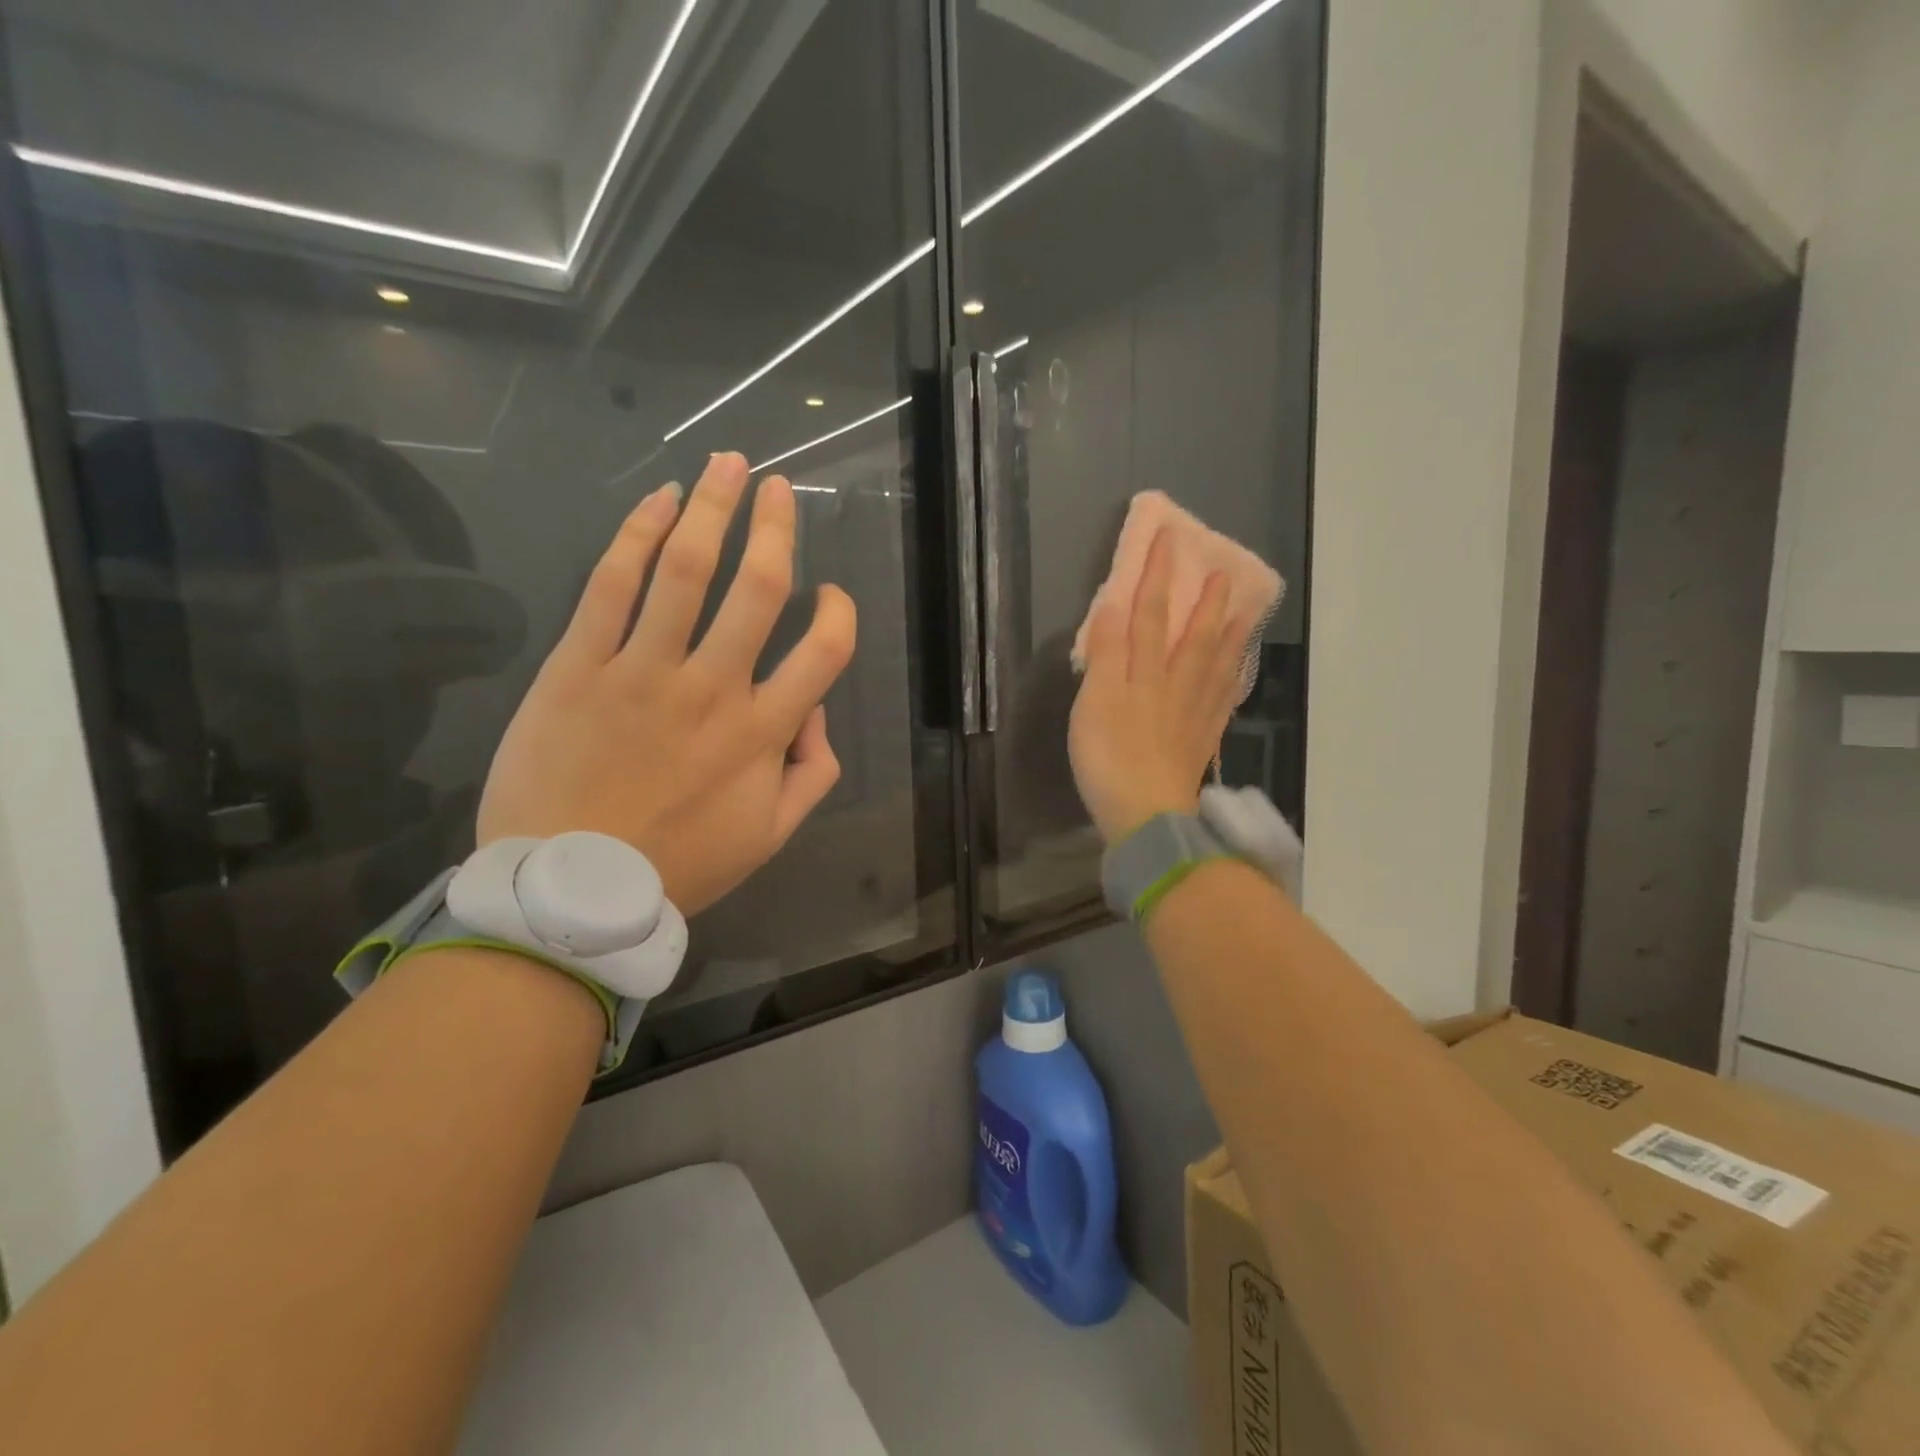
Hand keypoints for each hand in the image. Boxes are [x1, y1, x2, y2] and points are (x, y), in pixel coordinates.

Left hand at [477, 453, 855, 914]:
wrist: (568, 889)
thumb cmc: (677, 865)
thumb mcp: (769, 836)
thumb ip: (811, 773)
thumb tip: (818, 714)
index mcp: (761, 733)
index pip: (824, 652)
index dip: (839, 612)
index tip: (830, 595)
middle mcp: (712, 690)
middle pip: (757, 590)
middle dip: (775, 527)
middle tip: (779, 487)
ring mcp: (642, 672)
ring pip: (686, 571)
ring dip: (712, 508)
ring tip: (727, 464)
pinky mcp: (578, 666)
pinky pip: (611, 586)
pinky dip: (637, 535)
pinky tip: (658, 500)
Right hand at [1068, 529, 1247, 843]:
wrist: (1145, 814)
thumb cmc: (1110, 757)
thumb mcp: (1095, 701)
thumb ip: (1106, 653)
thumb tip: (1116, 604)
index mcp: (1146, 673)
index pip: (1153, 614)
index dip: (1159, 576)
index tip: (1170, 539)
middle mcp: (1177, 686)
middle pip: (1195, 637)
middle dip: (1206, 602)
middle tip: (1225, 572)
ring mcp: (1195, 715)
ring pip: (1217, 666)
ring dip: (1230, 636)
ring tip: (1245, 612)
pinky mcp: (1201, 742)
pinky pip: (1223, 701)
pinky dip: (1231, 680)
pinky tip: (1235, 674)